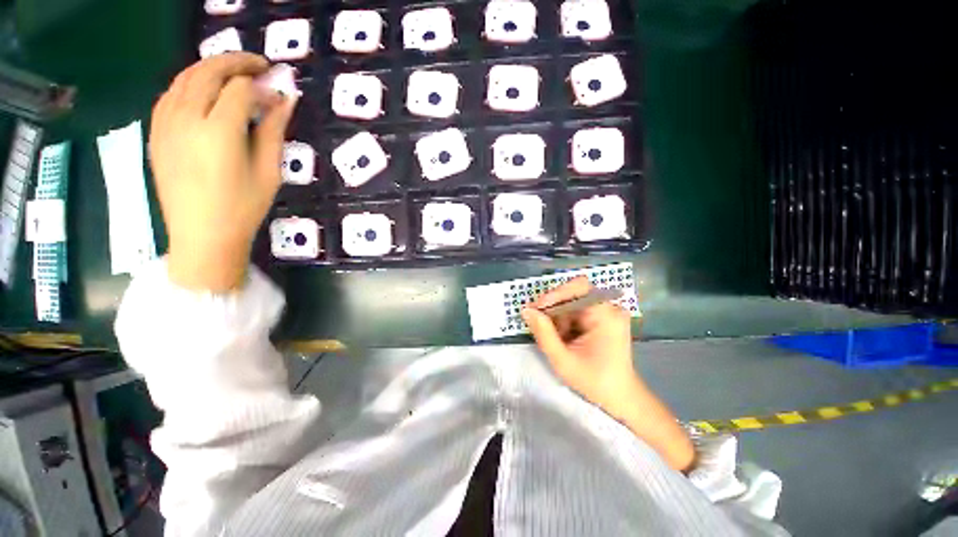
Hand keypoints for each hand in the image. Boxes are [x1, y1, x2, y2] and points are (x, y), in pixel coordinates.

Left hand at [149, 53, 297, 290]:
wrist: (202, 236)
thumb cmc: (243, 208)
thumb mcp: (269, 172)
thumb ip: (275, 131)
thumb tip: (285, 99)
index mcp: (219, 132)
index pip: (241, 90)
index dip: (263, 86)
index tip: (280, 94)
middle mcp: (186, 119)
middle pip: (209, 72)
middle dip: (237, 62)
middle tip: (260, 66)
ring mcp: (165, 124)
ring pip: (186, 77)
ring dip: (211, 68)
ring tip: (234, 74)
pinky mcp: (156, 132)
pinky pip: (170, 94)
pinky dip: (190, 83)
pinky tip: (205, 92)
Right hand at [522, 278, 694, 471]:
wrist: (620, 397)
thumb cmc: (595, 382)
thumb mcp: (562, 360)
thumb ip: (543, 333)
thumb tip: (526, 310)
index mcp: (606, 315)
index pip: (578, 287)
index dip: (555, 294)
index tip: (536, 309)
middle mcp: (610, 307)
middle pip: (573, 294)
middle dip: (553, 308)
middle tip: (538, 324)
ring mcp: (608, 312)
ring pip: (573, 302)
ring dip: (558, 317)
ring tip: (555, 338)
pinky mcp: (604, 318)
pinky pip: (577, 310)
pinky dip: (566, 321)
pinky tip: (564, 338)